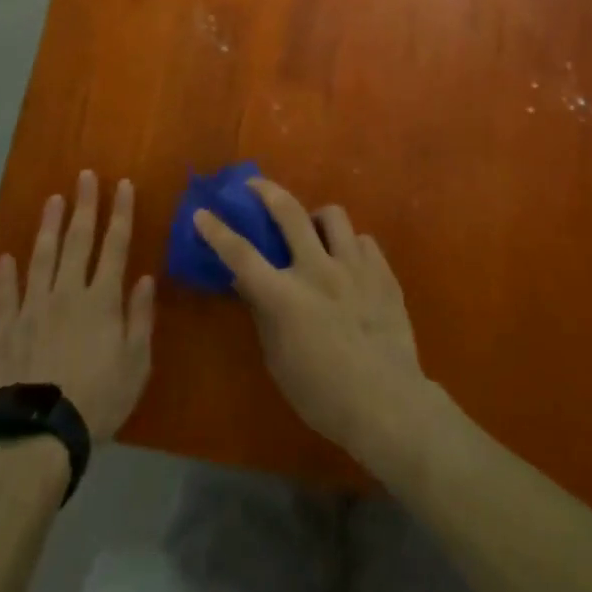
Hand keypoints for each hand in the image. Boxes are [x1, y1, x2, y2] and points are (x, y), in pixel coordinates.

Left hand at [0, 171, 154, 443]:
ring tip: (52, 200)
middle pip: (77, 241)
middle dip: (84, 205)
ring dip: (48, 226)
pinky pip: (6, 294)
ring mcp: (33, 307)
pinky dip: (6, 274)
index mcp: (102, 299)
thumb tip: (145, 278)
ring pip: (42, 257)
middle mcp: (67, 292)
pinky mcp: (6, 329)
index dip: (120, 213)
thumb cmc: (98, 400)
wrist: (38, 433)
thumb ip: (140, 317)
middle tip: (84, 176)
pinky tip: (6, 256)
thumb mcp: (136, 364)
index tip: (122, 184)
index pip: (115, 245)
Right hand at [195, 178, 433, 468]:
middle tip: (255, 186)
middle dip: (266, 191)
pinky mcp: (382, 272)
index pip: (242, 255)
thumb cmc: (324, 395)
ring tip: (314, 232)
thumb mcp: (279, 361)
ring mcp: (354, 268)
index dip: (217, 231)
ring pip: (332, 215)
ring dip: (316, 218)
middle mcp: (318, 271)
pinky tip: (349, 263)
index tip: (202, 212)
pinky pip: (363, 240)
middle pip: (289, 212)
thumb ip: (263, 314)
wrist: (389, 405)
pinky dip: (350, 246)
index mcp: (286, 297)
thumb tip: (247, 282)